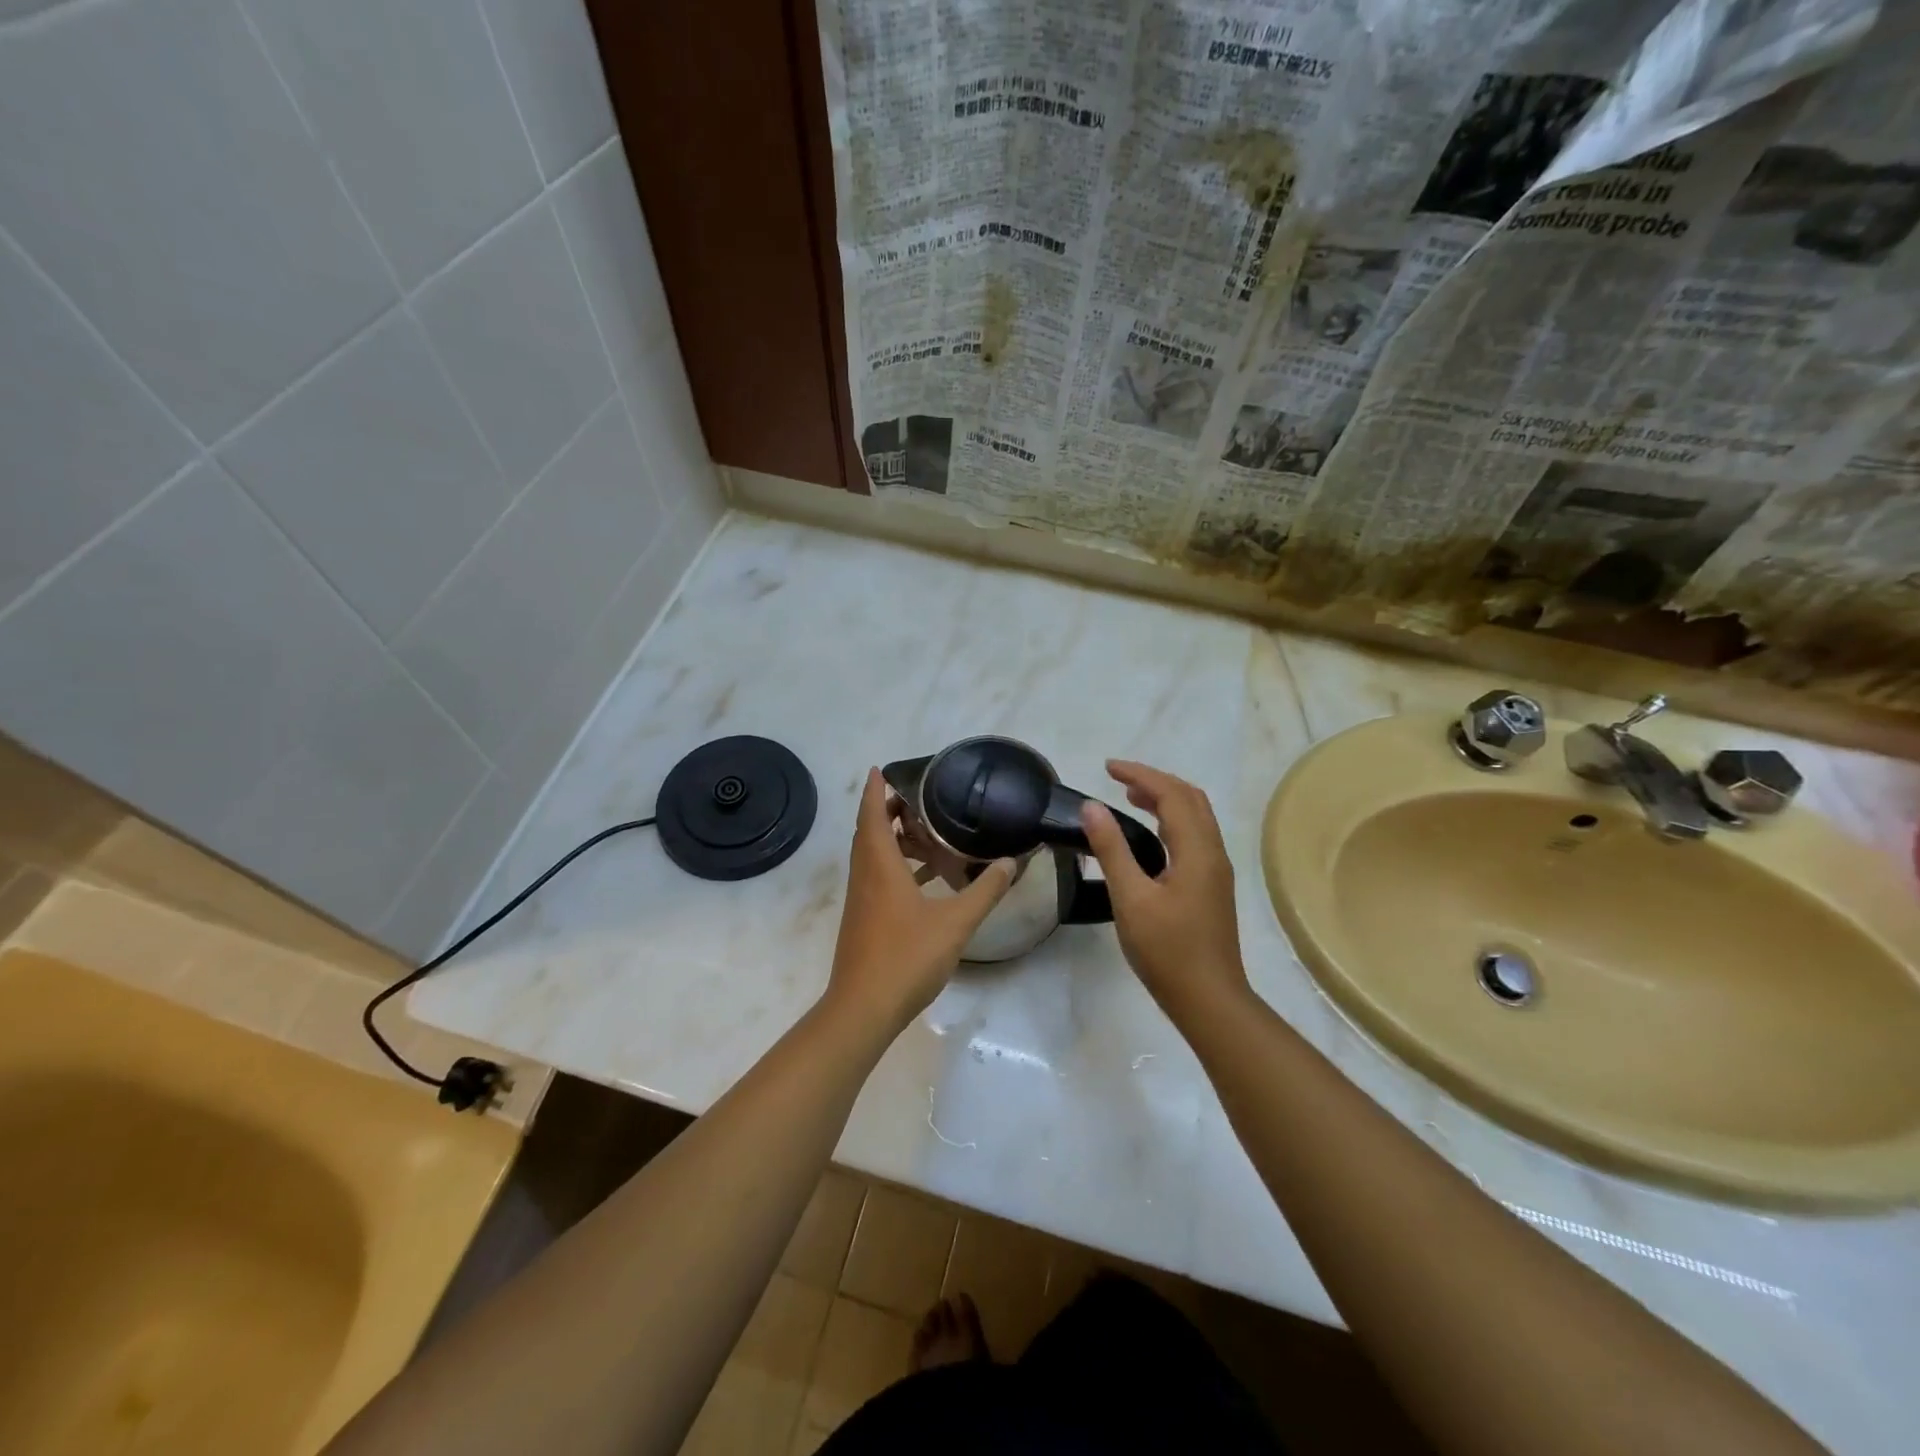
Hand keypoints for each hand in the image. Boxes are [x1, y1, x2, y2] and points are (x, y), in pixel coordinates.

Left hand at [823, 769, 1014, 1036]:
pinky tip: (924, 879)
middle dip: (888, 810)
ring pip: (873, 855)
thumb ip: (984, 890)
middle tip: (918, 797)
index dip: (875, 790)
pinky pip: (877, 877)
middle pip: (870, 831)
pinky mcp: (864, 918)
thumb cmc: (906, 957)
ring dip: (893, 839)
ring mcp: (861, 899)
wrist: (863, 1008)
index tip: (881, 768)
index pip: (873, 814)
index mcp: (880, 865)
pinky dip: (896, 866)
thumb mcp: (955, 922)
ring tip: (927, 831)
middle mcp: (865, 875)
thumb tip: (1011, 862)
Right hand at [1080, 760, 1249, 1023]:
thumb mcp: (1131, 899)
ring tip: (1129, 799)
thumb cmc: (1168, 951)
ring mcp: (1215, 872)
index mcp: (1197, 851)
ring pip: (1195, 818)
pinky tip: (1150, 837)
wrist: (1209, 1000)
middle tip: (1118, 779)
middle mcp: (1213, 853)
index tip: (1107, 768)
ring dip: (1165, 800)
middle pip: (1190, 799)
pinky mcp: (1211, 887)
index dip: (1140, 775)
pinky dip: (1170, 822)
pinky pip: (1193, 837)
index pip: (1172, 795)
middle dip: (1155, 782)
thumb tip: (1092, 807)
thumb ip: (1111, 850)